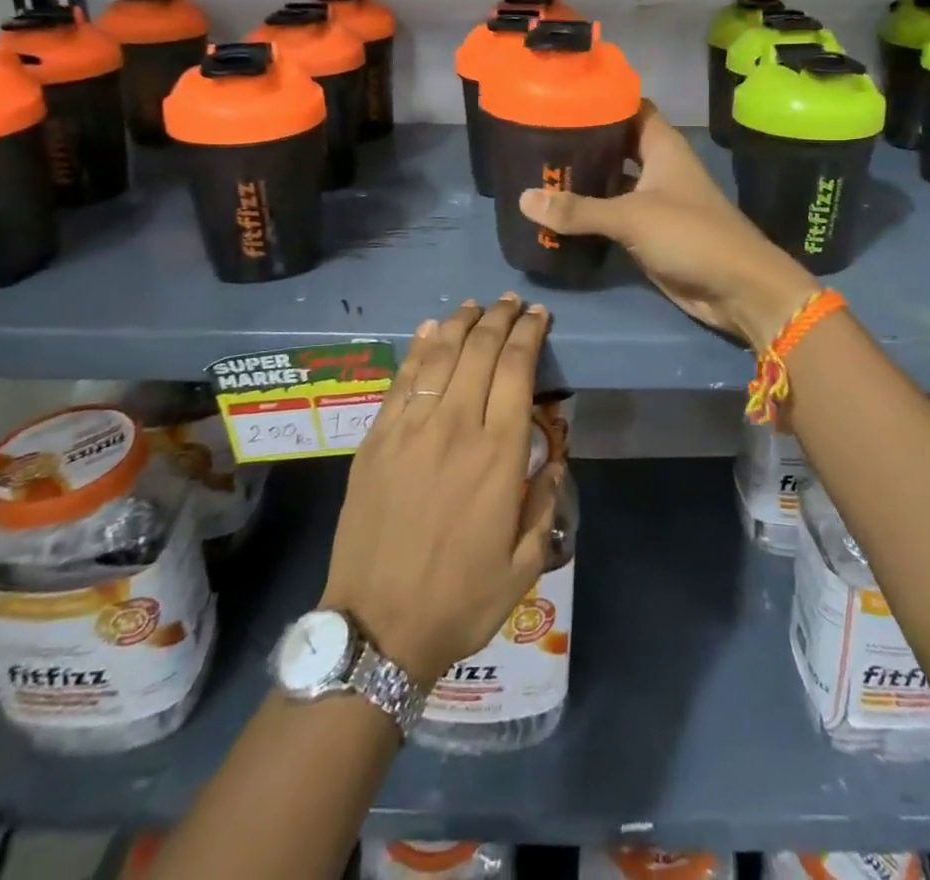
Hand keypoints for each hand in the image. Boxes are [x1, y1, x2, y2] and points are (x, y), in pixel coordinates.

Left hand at [322, 294, 564, 685]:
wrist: (378, 627)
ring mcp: (409, 429)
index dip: (529, 334)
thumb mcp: (525, 564)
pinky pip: (401, 379)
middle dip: (500, 319)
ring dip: (460, 324)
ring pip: (439, 355)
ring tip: (475, 306)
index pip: (517, 371)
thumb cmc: (460, 599)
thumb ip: (545, 503)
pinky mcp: (377, 439)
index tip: (538, 315)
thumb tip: (553, 458)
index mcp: (498, 455)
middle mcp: (455, 427)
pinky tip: (430, 330)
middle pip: (480, 351)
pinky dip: (419, 348)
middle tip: (511, 302)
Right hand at [518, 103, 819, 349]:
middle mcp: (658, 168)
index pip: (630, 108)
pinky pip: (612, 215)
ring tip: (537, 171)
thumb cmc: (691, 235)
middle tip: (536, 138)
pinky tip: (556, 212)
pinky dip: (589, 214)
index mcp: (662, 147)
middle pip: (616, 145)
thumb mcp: (631, 217)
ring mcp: (654, 201)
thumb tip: (525, 198)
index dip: (600, 99)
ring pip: (612, 181)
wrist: (736, 288)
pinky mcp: (648, 233)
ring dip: (582, 180)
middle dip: (582, 142)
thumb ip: (578, 210)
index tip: (559, 97)